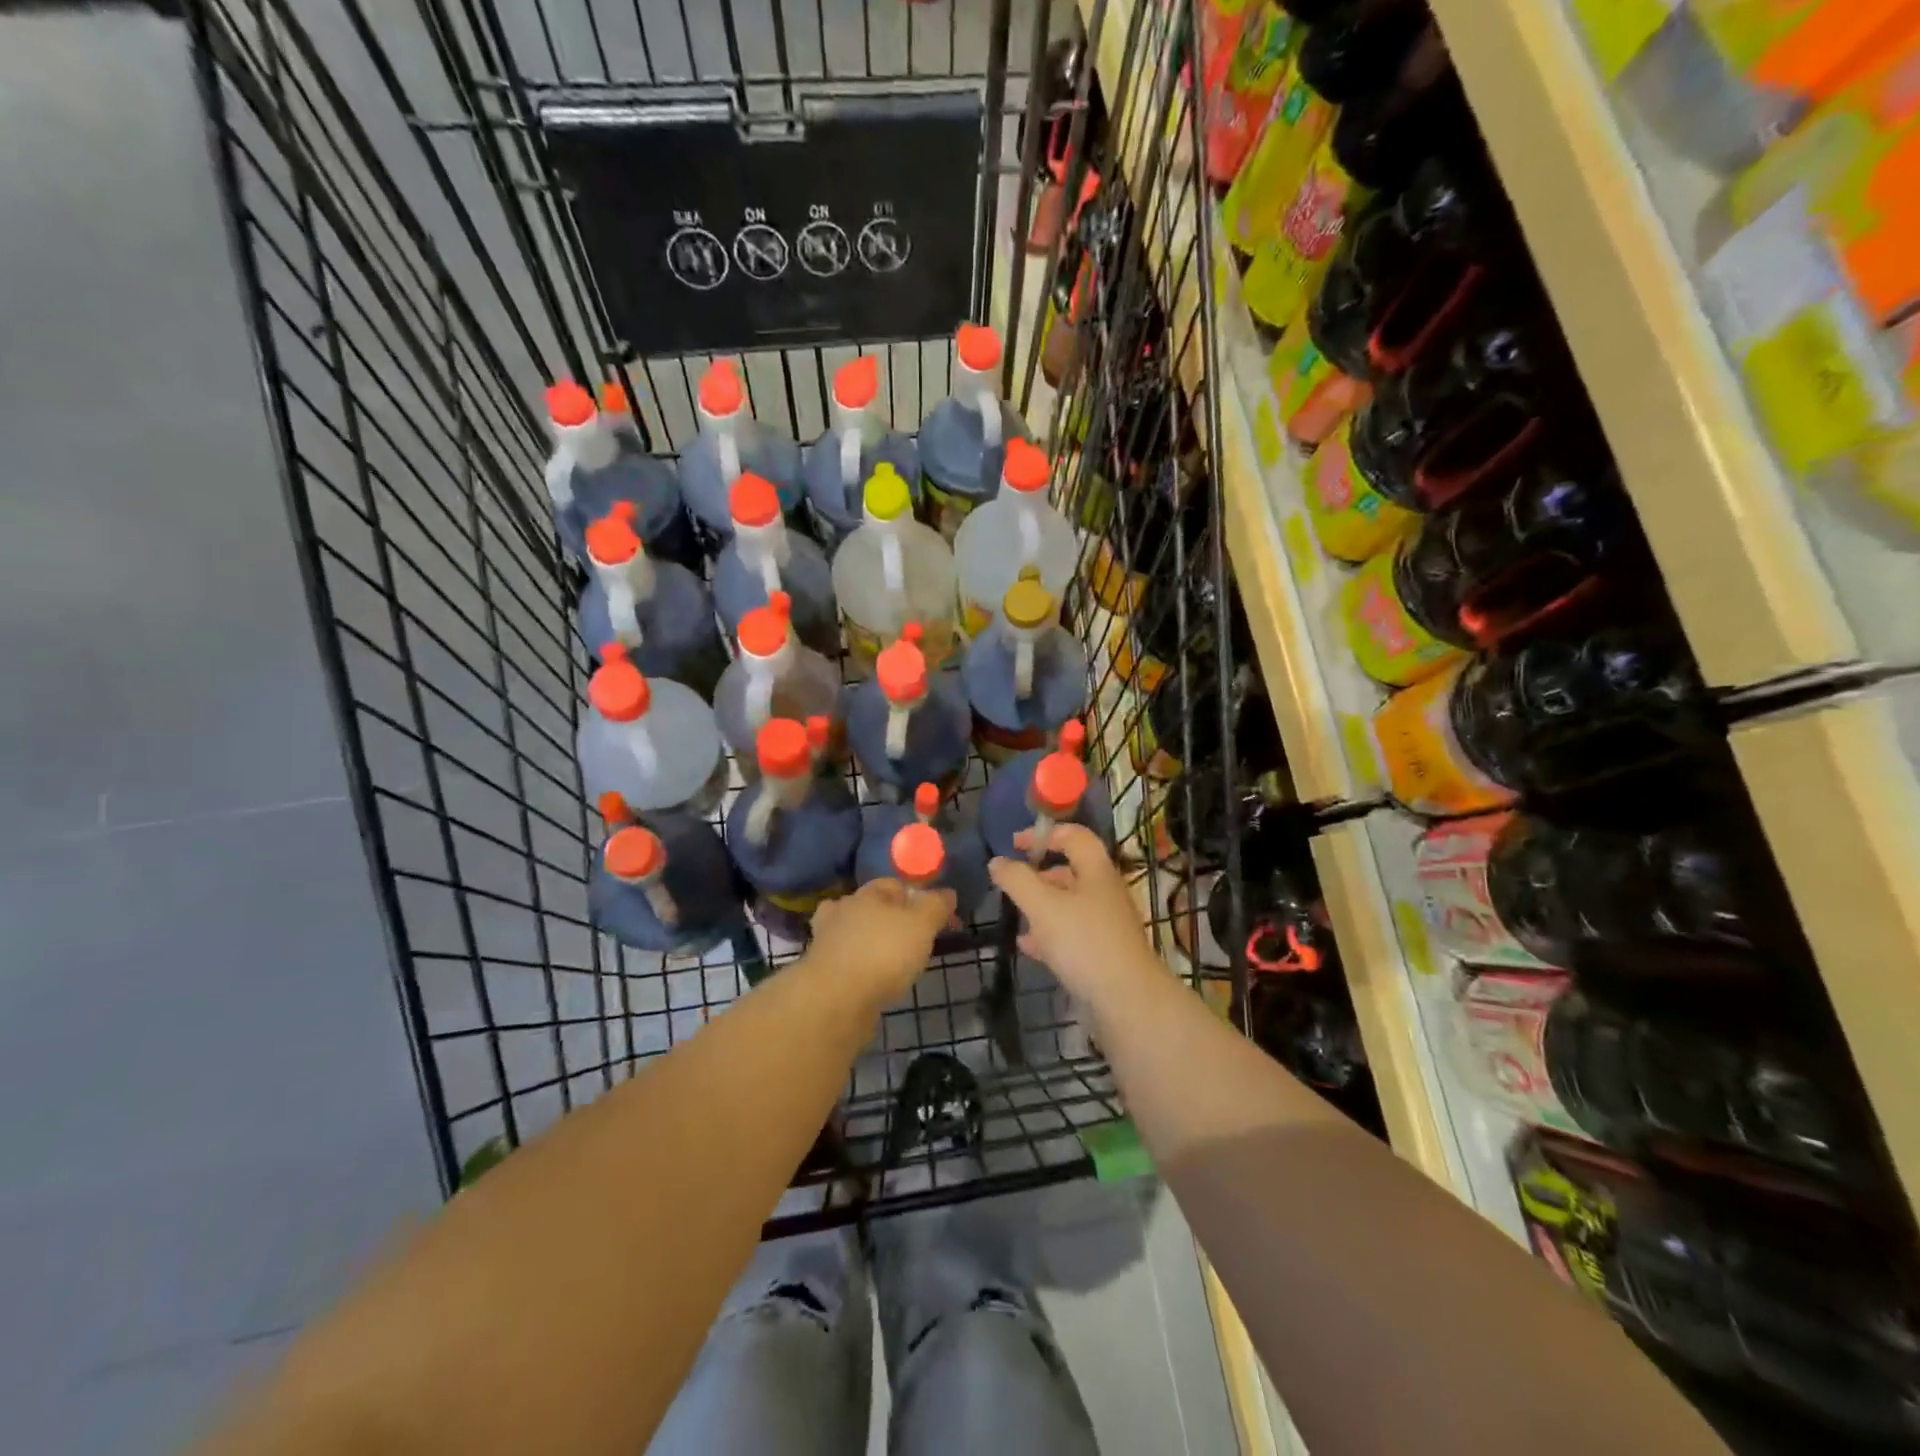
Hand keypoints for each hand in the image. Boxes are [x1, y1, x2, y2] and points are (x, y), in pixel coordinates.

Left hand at [807, 877, 955, 1007]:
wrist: (835, 1000)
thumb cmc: (883, 953)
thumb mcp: (922, 924)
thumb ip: (936, 905)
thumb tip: (947, 892)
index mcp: (866, 893)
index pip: (894, 884)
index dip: (917, 896)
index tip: (935, 917)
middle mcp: (842, 910)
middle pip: (872, 907)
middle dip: (892, 919)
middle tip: (915, 940)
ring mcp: (826, 941)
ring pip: (856, 934)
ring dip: (872, 943)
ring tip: (895, 962)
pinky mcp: (820, 971)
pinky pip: (847, 961)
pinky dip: (861, 966)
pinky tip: (874, 980)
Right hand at [988, 823, 1160, 1002]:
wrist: (1126, 1001)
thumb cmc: (1083, 942)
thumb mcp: (1042, 906)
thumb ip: (1017, 880)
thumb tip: (997, 861)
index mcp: (1096, 871)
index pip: (1074, 836)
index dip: (1044, 834)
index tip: (1014, 844)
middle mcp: (1105, 892)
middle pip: (1071, 870)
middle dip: (1039, 874)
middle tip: (1012, 884)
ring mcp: (1106, 924)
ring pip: (1069, 904)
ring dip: (1042, 906)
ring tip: (1016, 915)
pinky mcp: (1103, 952)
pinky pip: (1072, 933)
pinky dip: (1049, 934)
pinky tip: (1028, 947)